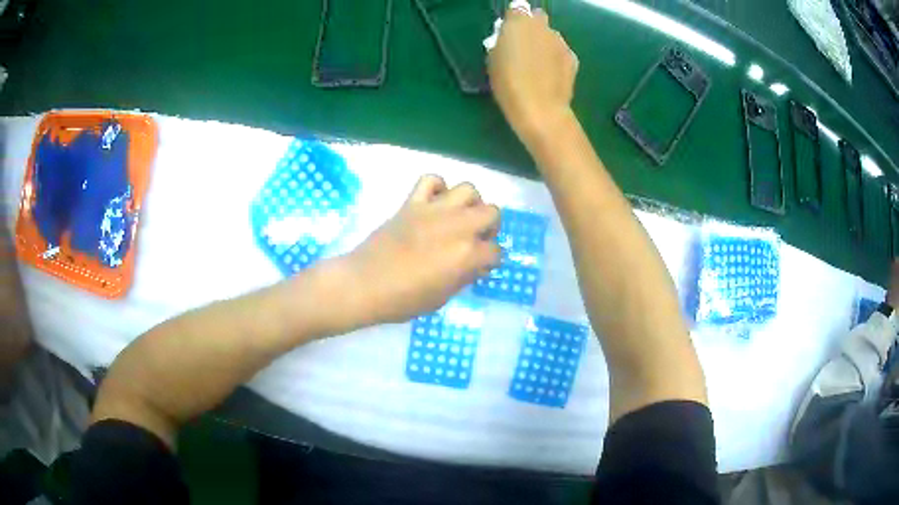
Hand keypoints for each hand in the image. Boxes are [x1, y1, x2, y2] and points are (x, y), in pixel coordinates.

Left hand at [344, 175, 500, 324]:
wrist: (364, 284)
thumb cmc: (403, 300)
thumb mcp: (442, 297)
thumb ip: (464, 276)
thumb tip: (474, 264)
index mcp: (467, 254)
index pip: (496, 251)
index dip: (490, 260)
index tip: (479, 266)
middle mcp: (457, 226)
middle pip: (492, 212)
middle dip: (489, 227)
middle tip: (475, 239)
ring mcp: (434, 210)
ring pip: (468, 189)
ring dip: (470, 203)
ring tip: (459, 217)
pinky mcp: (412, 202)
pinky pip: (431, 179)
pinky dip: (437, 187)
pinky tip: (434, 203)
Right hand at [488, 8, 577, 148]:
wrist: (540, 109)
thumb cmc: (508, 84)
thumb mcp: (493, 61)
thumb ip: (501, 42)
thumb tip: (508, 38)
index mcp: (518, 22)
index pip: (517, 8)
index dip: (513, 19)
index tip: (508, 32)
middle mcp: (542, 25)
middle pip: (537, 17)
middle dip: (532, 27)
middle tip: (523, 46)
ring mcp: (560, 41)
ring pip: (551, 34)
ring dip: (545, 42)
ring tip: (538, 64)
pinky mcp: (573, 57)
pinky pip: (561, 51)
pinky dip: (556, 57)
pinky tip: (550, 74)